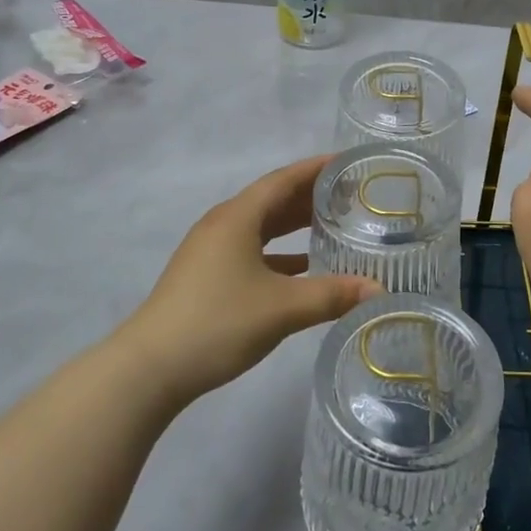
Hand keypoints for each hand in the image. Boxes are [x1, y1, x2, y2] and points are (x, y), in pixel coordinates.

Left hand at [120, 155, 381, 404]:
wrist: (150, 368)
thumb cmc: (218, 323)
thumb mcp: (283, 308)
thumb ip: (333, 295)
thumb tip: (380, 289)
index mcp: (238, 217)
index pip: (284, 180)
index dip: (316, 169)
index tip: (348, 163)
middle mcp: (223, 225)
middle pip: (273, 200)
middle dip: (311, 196)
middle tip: (351, 195)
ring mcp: (211, 251)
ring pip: (262, 227)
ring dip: (295, 225)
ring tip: (334, 226)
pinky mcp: (207, 276)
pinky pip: (252, 250)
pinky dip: (280, 253)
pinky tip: (303, 269)